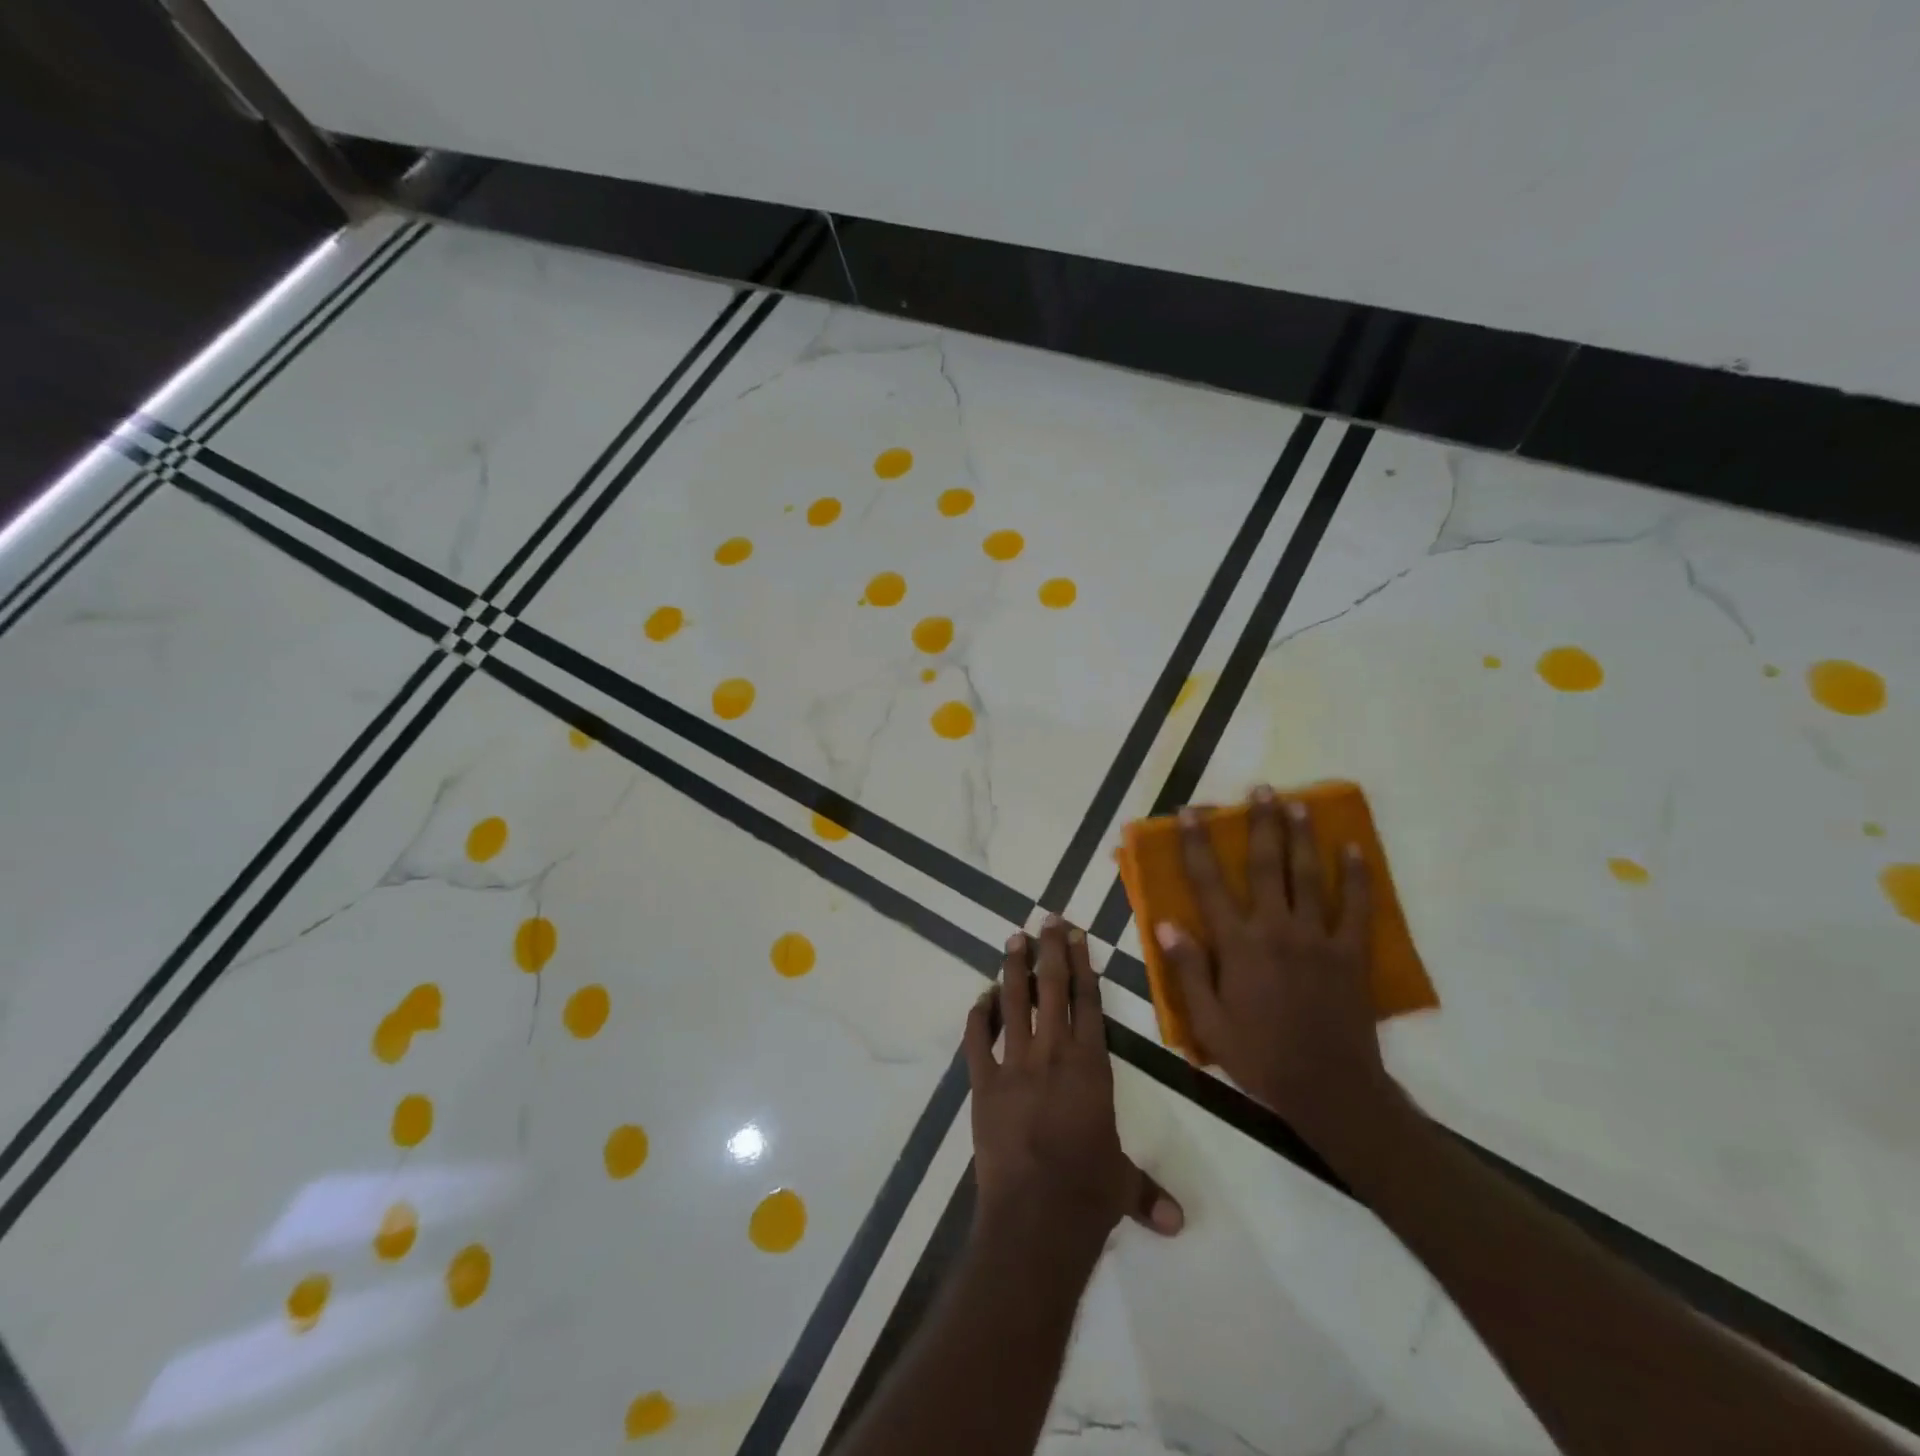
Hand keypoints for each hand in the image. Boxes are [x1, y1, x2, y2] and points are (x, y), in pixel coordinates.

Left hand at [965, 918, 1183, 1252]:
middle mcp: (1053, 1053)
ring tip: (1013, 939)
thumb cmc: (1088, 1193)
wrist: (1037, 1214)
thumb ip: (1147, 1193)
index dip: (1083, 965)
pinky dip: (977, 1017)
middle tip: (1046, 919)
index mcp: (1091, 1065)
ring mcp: (1014, 1065)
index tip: (1076, 935)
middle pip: (1052, 989)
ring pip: (1013, 1003)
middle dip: (1050, 951)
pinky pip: (977, 1041)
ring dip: (1013, 970)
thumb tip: (1179, 1223)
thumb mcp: (1122, 1185)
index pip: (1088, 1002)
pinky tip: (979, 998)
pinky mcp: (983, 1084)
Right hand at [1154, 788, 1399, 1140]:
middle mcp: (1275, 930)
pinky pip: (1357, 908)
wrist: (1329, 1088)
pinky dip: (1356, 877)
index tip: (1190, 813)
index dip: (1197, 844)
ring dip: (1301, 836)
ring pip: (1308, 876)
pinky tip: (1354, 850)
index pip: (1209, 884)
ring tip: (1296, 803)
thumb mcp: (1209, 1022)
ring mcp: (1317, 938)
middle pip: (1265, 866)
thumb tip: (1166, 924)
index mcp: (1237, 945)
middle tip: (1259, 789)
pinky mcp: (1350, 953)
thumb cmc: (1259, 1056)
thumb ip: (1188, 970)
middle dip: (1259, 824)